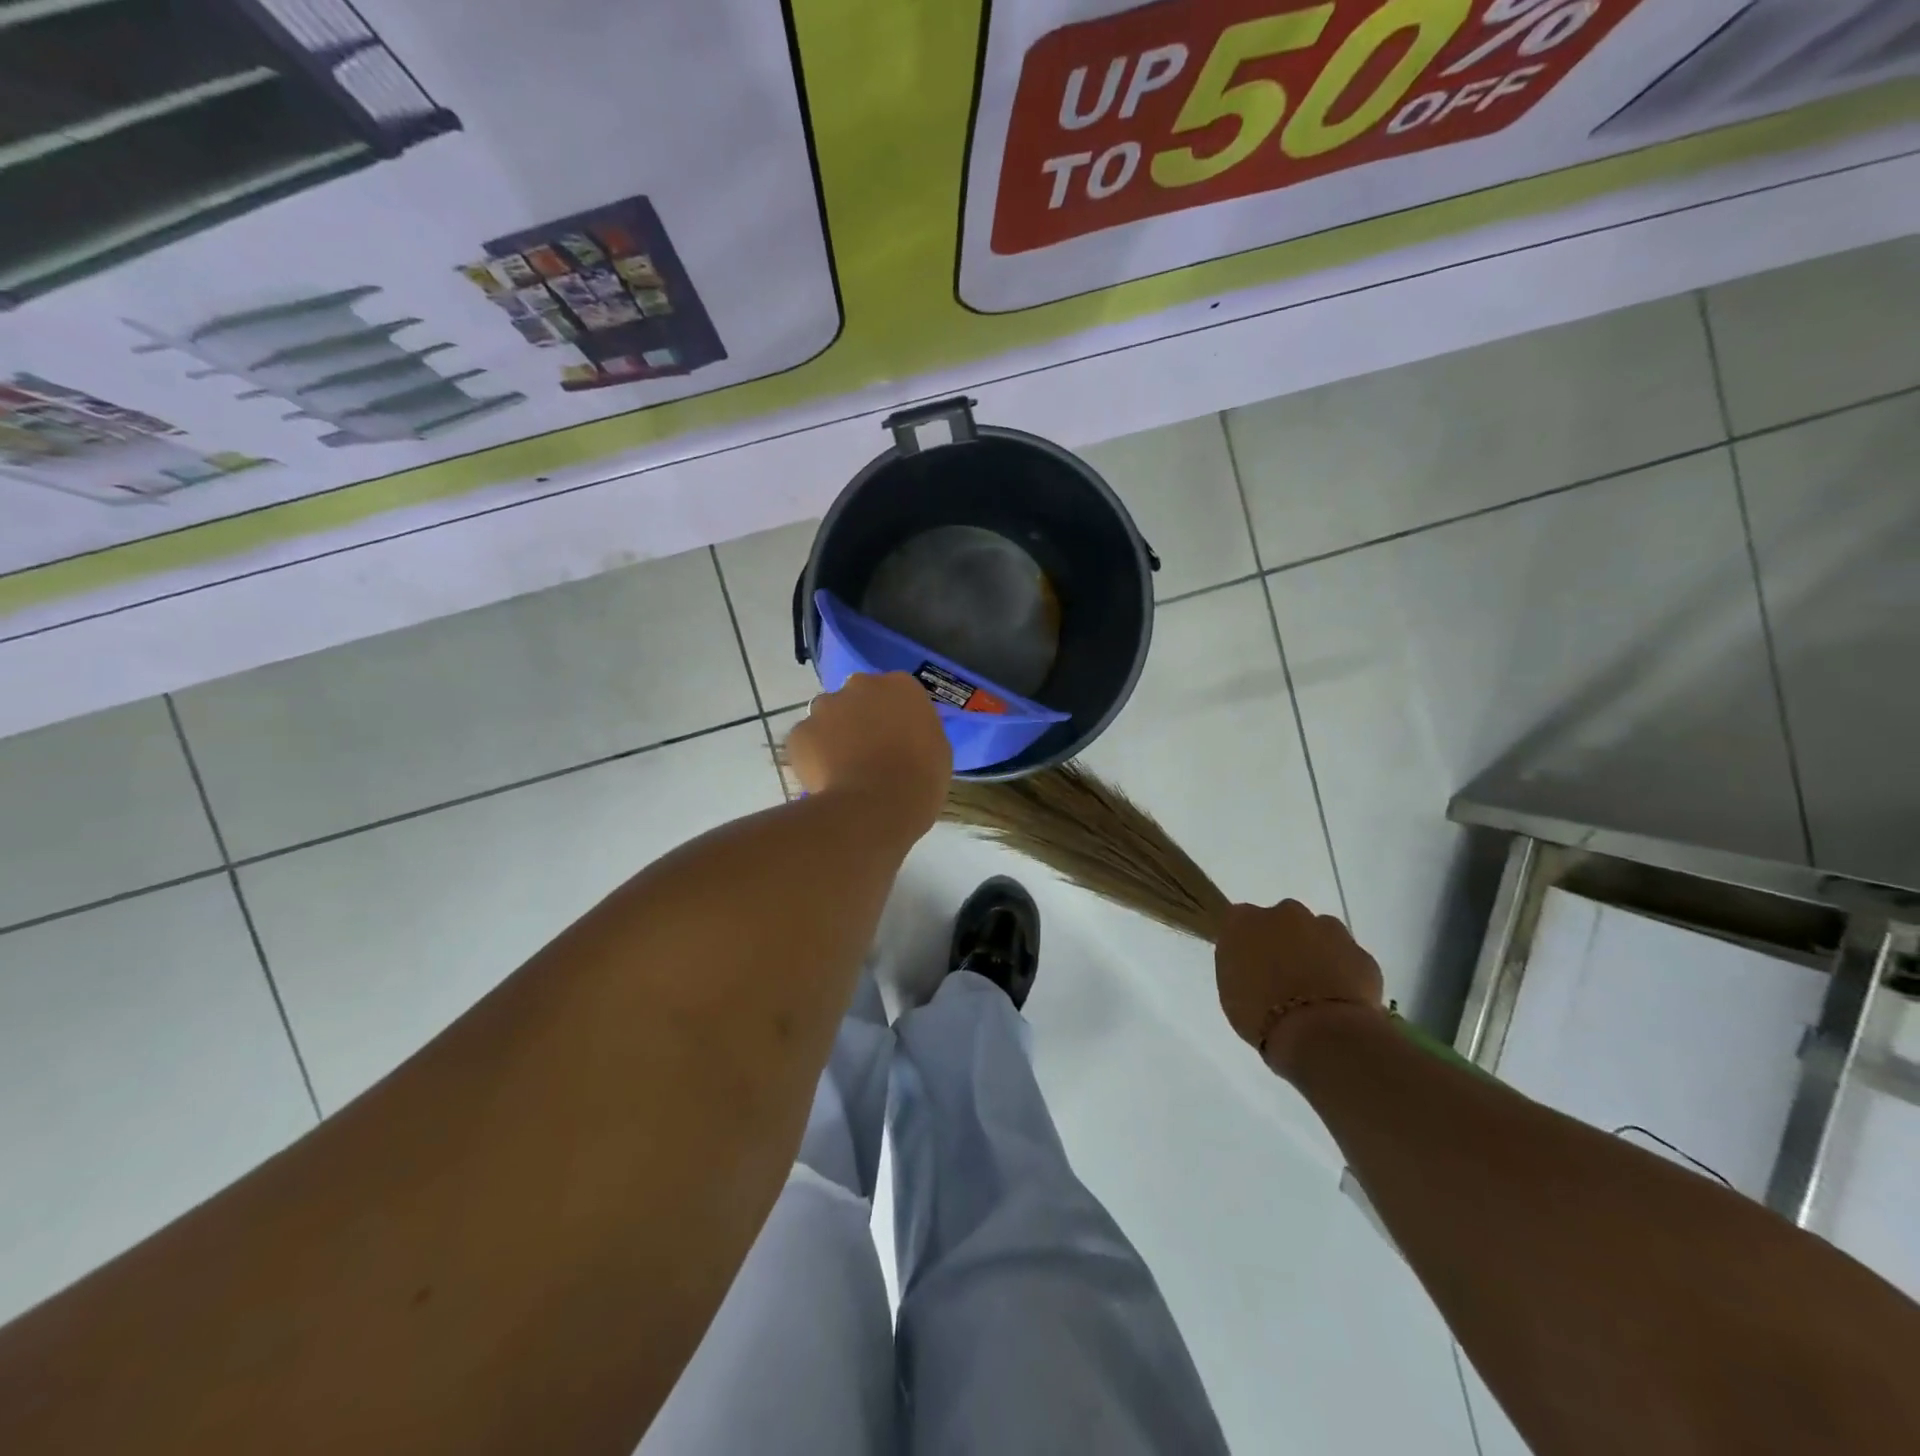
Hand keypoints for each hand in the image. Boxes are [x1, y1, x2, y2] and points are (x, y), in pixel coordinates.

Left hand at [786, 673, 951, 838]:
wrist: (877, 806)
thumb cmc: (920, 779)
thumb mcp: (937, 749)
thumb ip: (917, 730)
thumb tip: (904, 735)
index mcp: (901, 686)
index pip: (896, 692)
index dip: (893, 716)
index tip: (896, 739)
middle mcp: (860, 684)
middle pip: (858, 697)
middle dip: (860, 718)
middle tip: (868, 752)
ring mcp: (826, 706)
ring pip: (828, 716)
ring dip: (834, 734)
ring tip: (843, 769)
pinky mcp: (800, 732)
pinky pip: (807, 741)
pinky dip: (813, 756)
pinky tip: (826, 779)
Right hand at [1215, 900, 1384, 1079]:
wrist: (1321, 1035)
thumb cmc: (1260, 1016)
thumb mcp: (1229, 990)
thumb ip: (1238, 964)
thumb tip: (1251, 964)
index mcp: (1242, 921)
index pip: (1235, 918)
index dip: (1245, 940)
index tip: (1247, 962)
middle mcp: (1284, 913)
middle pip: (1280, 920)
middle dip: (1281, 942)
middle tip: (1280, 977)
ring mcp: (1327, 929)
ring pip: (1317, 934)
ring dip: (1313, 952)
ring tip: (1313, 990)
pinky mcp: (1360, 952)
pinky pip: (1347, 958)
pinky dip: (1343, 973)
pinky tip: (1338, 1000)